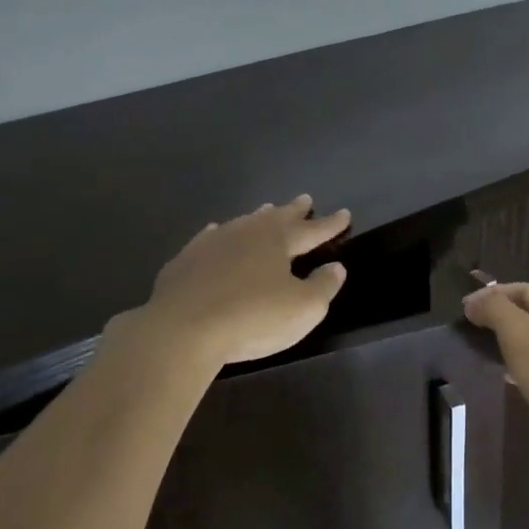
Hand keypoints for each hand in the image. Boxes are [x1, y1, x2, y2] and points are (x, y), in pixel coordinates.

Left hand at [139, 197, 350, 366]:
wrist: (183, 329)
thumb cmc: (253, 317)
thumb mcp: (303, 309)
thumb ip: (323, 286)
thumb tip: (336, 268)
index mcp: (278, 241)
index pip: (312, 230)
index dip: (330, 224)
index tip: (345, 214)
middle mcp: (246, 233)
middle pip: (276, 217)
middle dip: (294, 210)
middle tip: (305, 199)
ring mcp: (212, 243)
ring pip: (242, 223)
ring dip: (258, 218)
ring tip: (267, 210)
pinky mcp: (185, 261)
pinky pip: (210, 238)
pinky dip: (221, 234)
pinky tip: (216, 233)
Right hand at [461, 281, 528, 483]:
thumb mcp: (522, 336)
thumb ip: (496, 311)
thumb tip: (474, 301)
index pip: (523, 289)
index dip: (491, 294)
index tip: (462, 310)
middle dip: (500, 318)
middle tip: (469, 333)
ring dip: (511, 345)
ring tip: (483, 356)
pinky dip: (524, 369)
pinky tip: (511, 382)